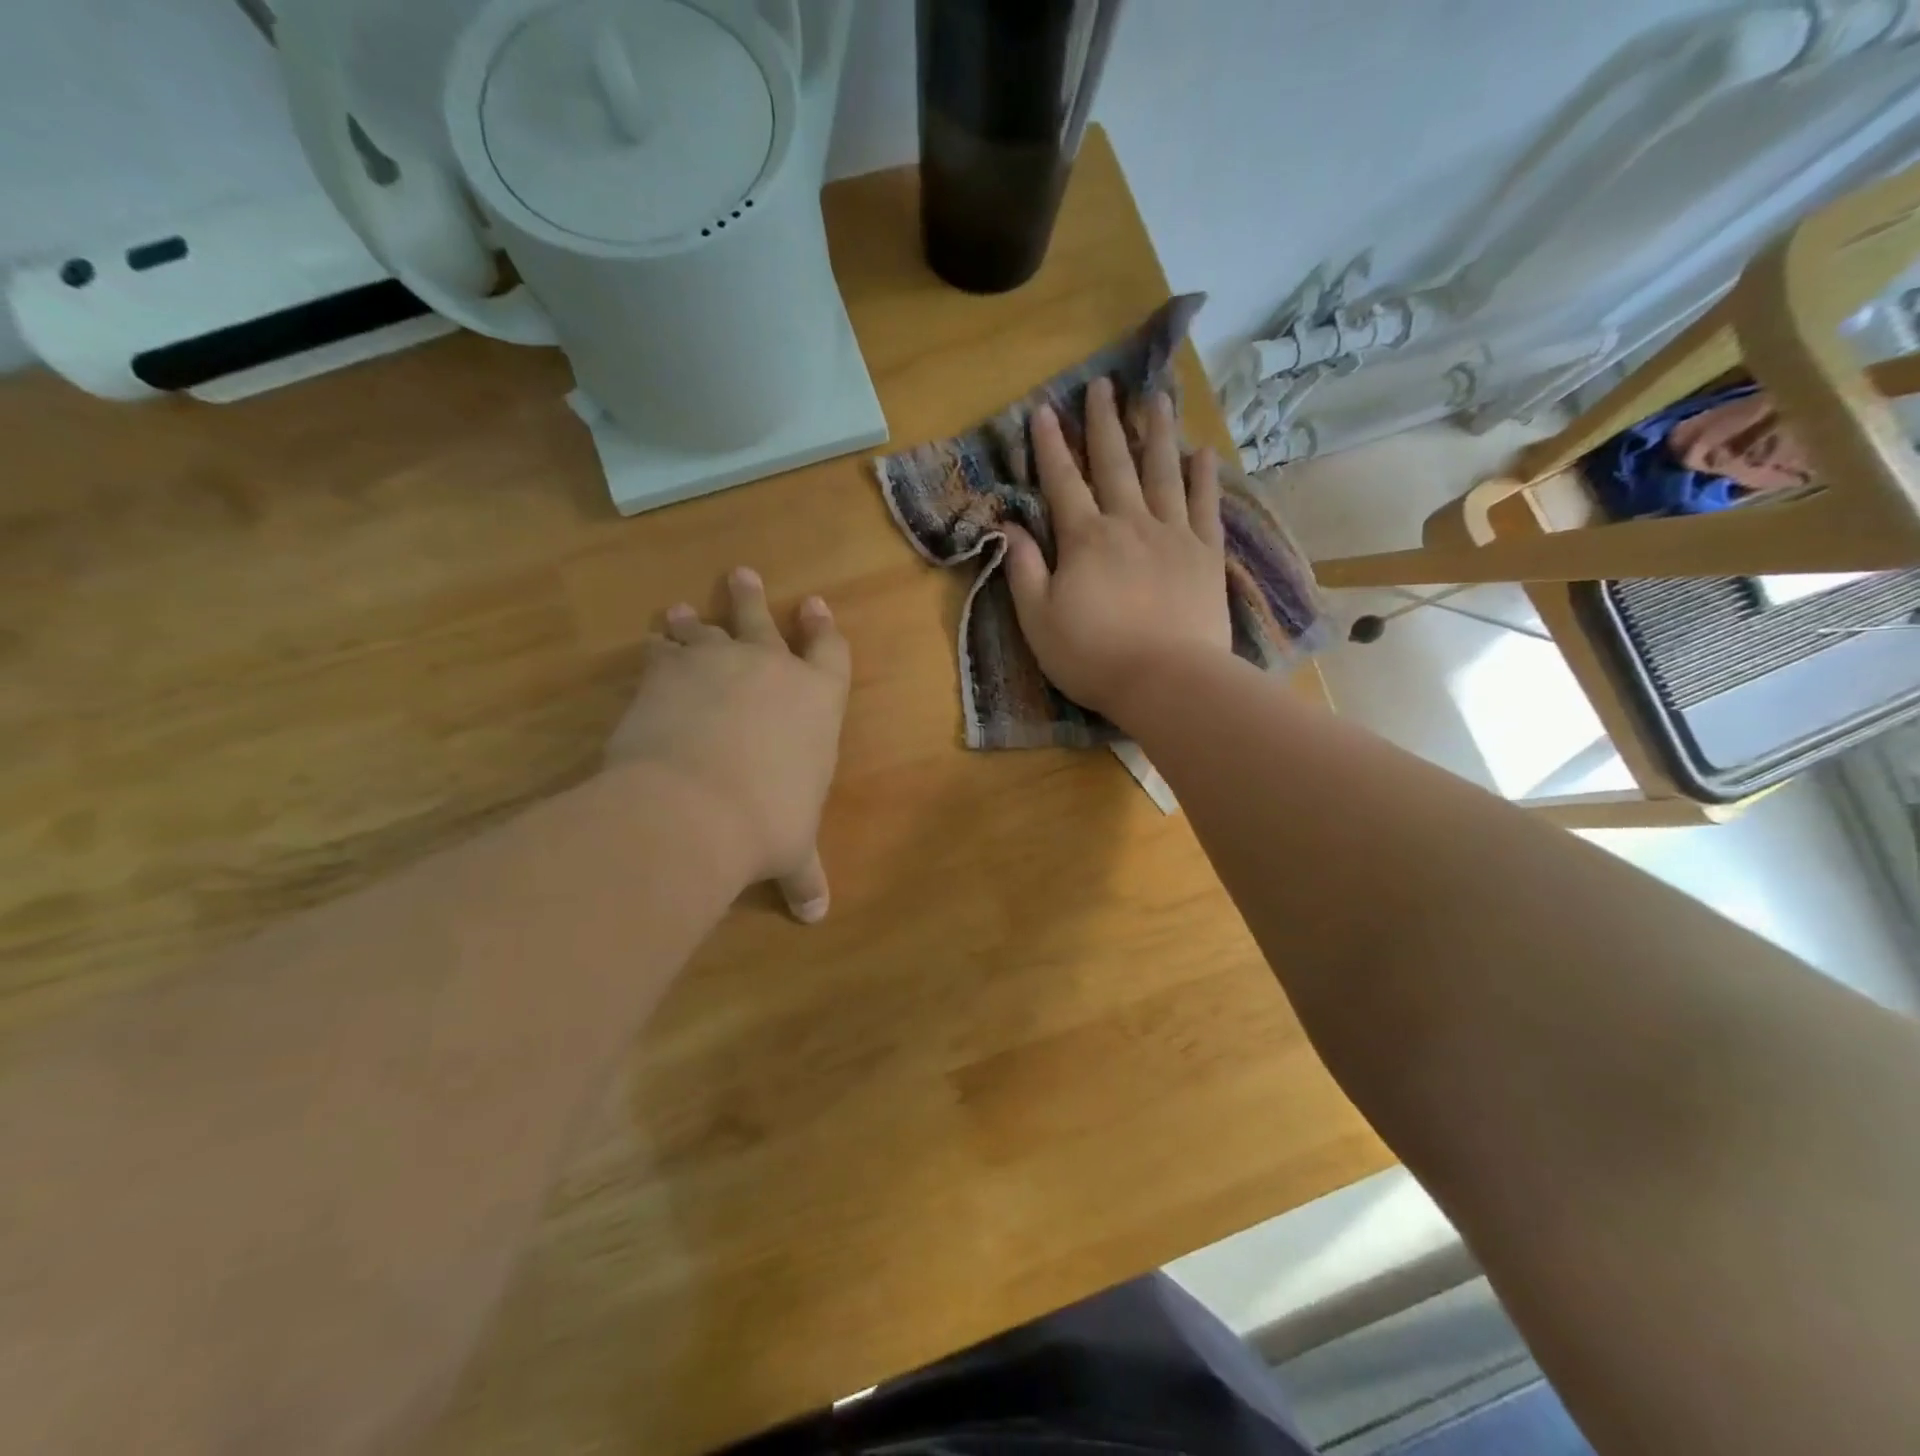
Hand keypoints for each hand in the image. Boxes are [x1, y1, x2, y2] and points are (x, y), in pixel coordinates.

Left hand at [606, 568, 850, 922]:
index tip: (816, 607)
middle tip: (742, 574)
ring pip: (707, 628)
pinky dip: (658, 646)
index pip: (830, 653)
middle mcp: (771, 668)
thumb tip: (816, 916)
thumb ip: (805, 875)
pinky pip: (663, 649)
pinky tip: (651, 644)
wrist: (695, 807)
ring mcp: (717, 662)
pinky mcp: (666, 671)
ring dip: (698, 619)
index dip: (824, 630)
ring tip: (682, 610)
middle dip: (753, 599)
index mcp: (817, 700)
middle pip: (763, 620)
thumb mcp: (793, 851)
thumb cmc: (767, 823)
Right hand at [1001, 377, 1230, 725]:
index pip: (1063, 482)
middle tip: (1103, 385)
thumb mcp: (1038, 620)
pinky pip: (1206, 507)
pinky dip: (1203, 478)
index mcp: (1085, 539)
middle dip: (1104, 423)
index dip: (1050, 446)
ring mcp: (1173, 536)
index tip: (1043, 410)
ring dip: (1158, 434)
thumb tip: (1010, 527)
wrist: (1167, 682)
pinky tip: (1203, 453)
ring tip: (1156, 400)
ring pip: (1164, 473)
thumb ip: (1024, 570)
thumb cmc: (1093, 657)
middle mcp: (1129, 523)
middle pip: (1115, 464)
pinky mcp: (1206, 556)